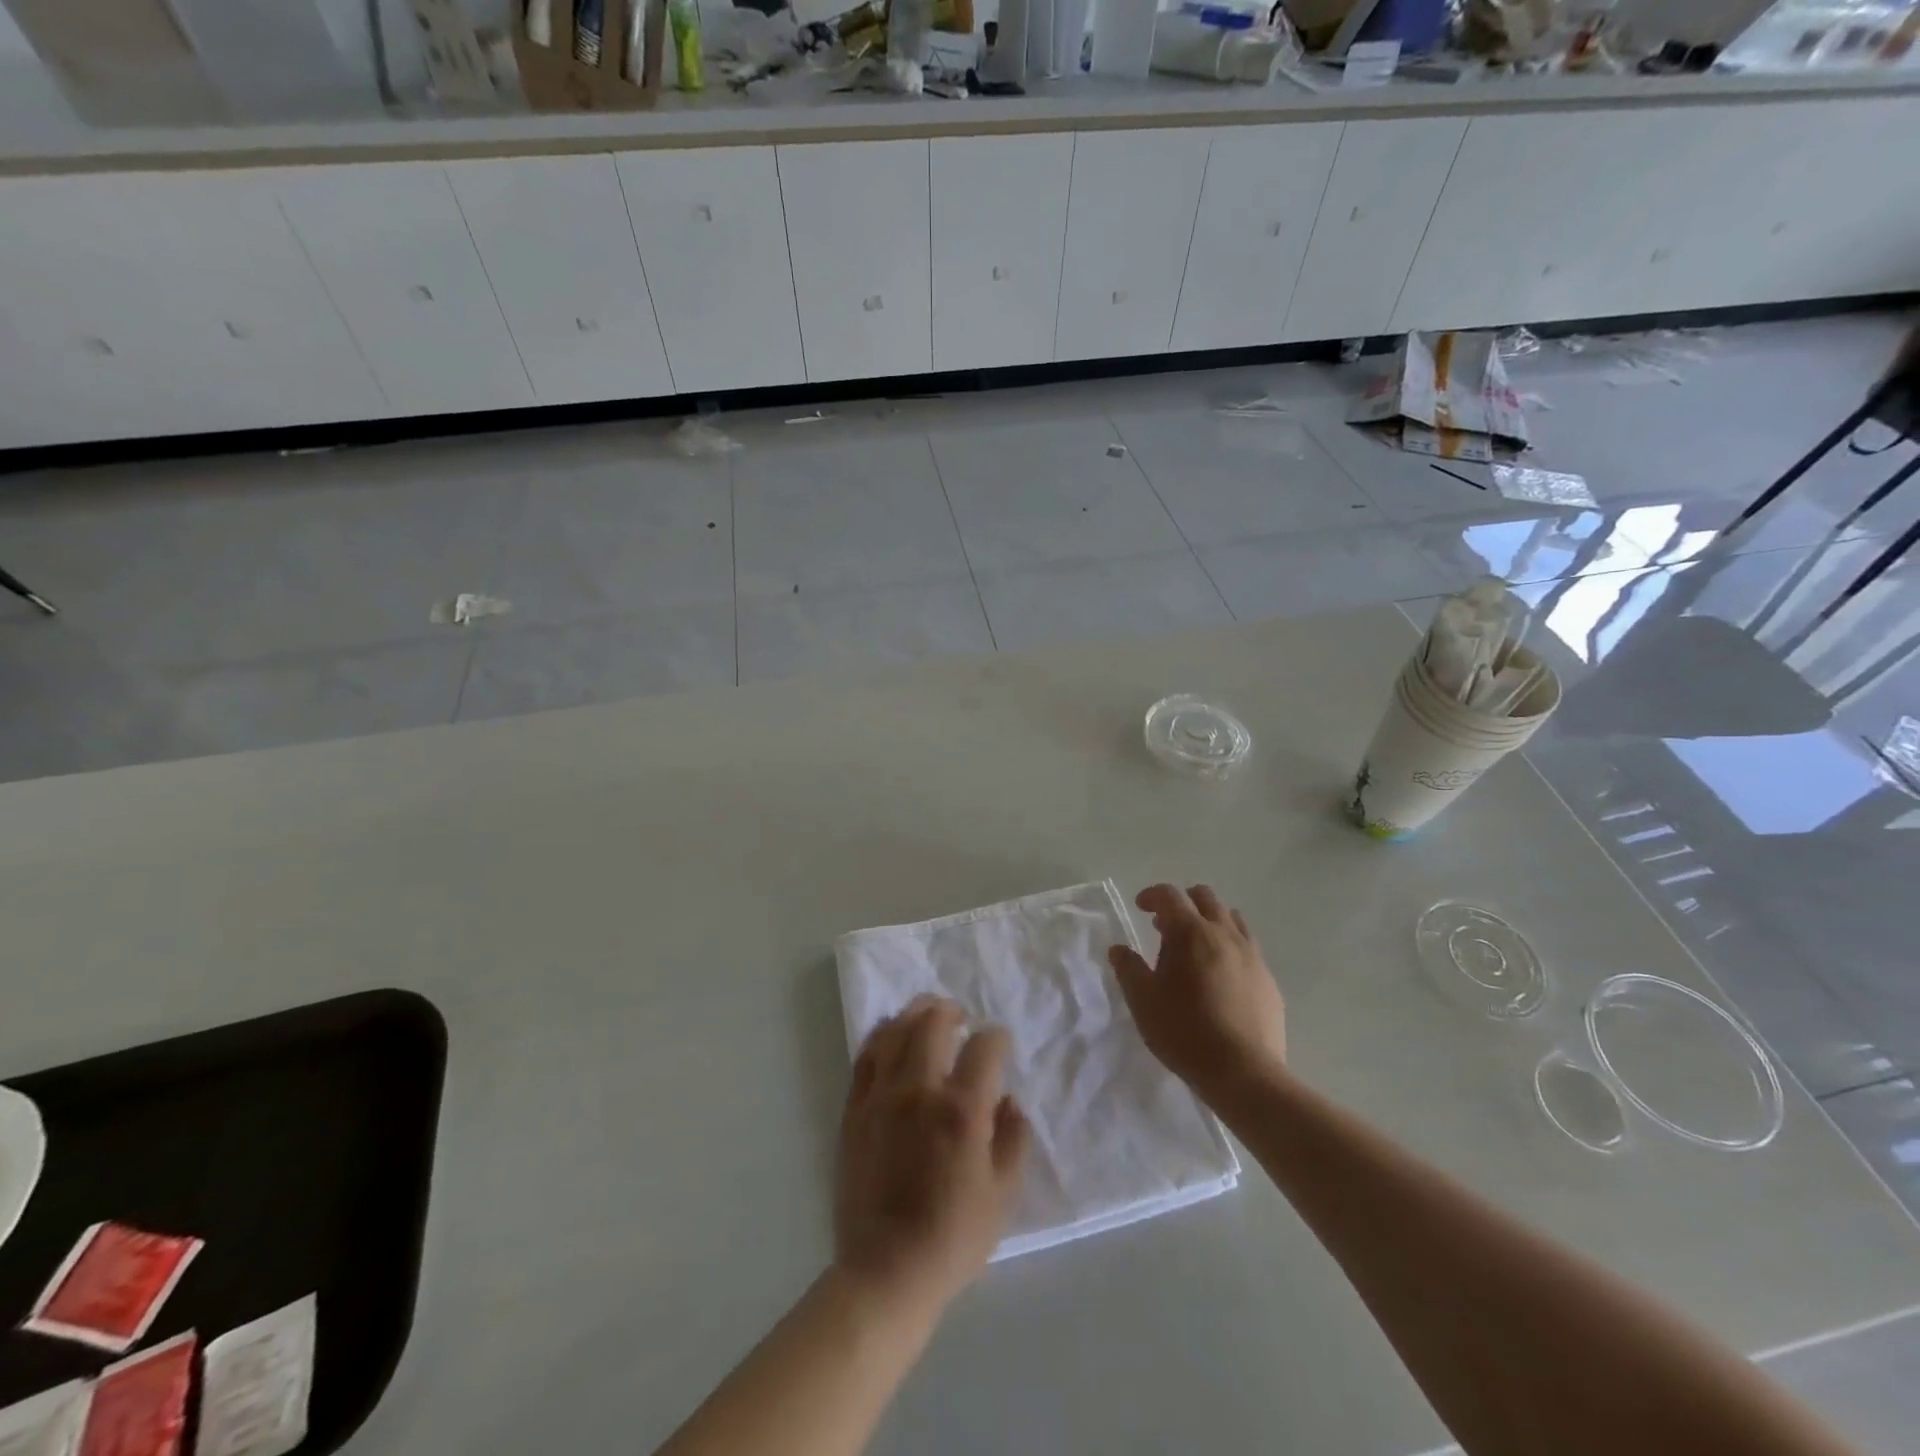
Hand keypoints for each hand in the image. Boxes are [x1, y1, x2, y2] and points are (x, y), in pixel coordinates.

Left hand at [834, 996, 1030, 1321]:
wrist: (886, 1271)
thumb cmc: (953, 1238)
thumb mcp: (1003, 1195)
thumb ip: (1013, 1139)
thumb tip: (1009, 1101)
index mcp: (961, 1109)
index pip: (984, 1047)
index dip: (997, 1038)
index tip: (999, 1044)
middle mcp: (920, 1090)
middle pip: (932, 1023)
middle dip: (950, 1010)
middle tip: (959, 1016)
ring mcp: (882, 1097)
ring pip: (895, 1031)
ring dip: (914, 1015)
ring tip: (925, 1015)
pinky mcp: (855, 1110)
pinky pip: (865, 1057)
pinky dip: (880, 1037)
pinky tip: (890, 1037)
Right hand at [1109, 884, 1287, 1102]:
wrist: (1243, 1072)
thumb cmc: (1184, 1031)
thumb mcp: (1143, 1001)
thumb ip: (1128, 968)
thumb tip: (1119, 949)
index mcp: (1190, 933)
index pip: (1170, 895)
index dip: (1152, 895)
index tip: (1140, 908)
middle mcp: (1224, 934)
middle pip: (1205, 897)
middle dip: (1182, 903)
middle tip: (1165, 927)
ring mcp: (1251, 954)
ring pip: (1231, 918)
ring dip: (1209, 921)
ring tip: (1195, 948)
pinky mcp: (1268, 978)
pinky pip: (1248, 947)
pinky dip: (1230, 947)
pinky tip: (1220, 976)